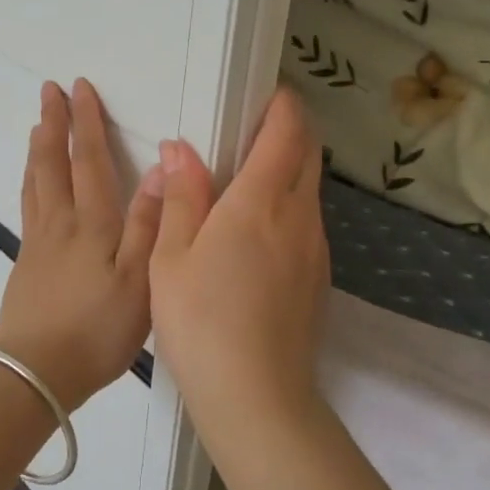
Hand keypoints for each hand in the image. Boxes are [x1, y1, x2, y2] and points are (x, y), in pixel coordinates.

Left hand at [0, 79, 163, 409]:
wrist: (36, 372)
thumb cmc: (97, 329)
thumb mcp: (139, 280)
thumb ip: (150, 223)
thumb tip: (163, 168)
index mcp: (92, 223)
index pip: (89, 160)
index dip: (86, 122)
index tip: (79, 88)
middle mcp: (60, 223)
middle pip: (53, 163)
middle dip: (53, 124)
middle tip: (48, 91)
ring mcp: (38, 243)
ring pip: (36, 183)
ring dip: (38, 149)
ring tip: (38, 126)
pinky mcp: (26, 264)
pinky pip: (28, 207)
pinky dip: (30, 182)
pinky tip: (33, 185)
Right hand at [149, 87, 329, 432]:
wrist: (255, 397)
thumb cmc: (200, 321)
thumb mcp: (171, 257)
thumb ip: (181, 197)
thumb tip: (181, 149)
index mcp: (260, 203)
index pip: (286, 134)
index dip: (283, 106)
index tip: (269, 92)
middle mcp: (299, 218)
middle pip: (309, 156)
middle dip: (291, 131)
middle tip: (254, 128)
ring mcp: (315, 251)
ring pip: (310, 191)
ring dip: (290, 171)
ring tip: (248, 180)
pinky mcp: (318, 280)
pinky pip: (307, 225)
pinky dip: (289, 208)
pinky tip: (256, 234)